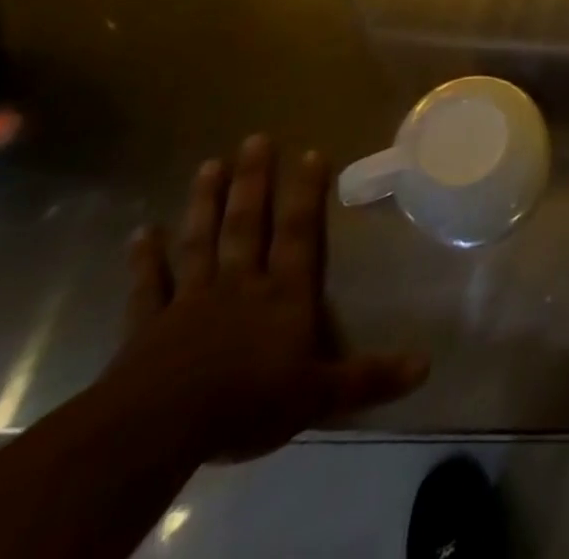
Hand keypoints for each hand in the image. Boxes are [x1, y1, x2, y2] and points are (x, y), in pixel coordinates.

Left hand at [106, 135, 427, 461]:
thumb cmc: (246, 403)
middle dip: (253, 181)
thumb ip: (369, 377)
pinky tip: (141, 233)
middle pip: (247, 224)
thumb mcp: (318, 395)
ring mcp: (190, 302)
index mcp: (283, 294)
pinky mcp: (146, 329)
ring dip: (205, 203)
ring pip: (201, 241)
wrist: (156, 431)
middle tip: (255, 138)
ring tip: (209, 164)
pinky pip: (148, 287)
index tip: (311, 151)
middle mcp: (240, 285)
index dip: (306, 192)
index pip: (299, 233)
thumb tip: (427, 365)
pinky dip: (144, 260)